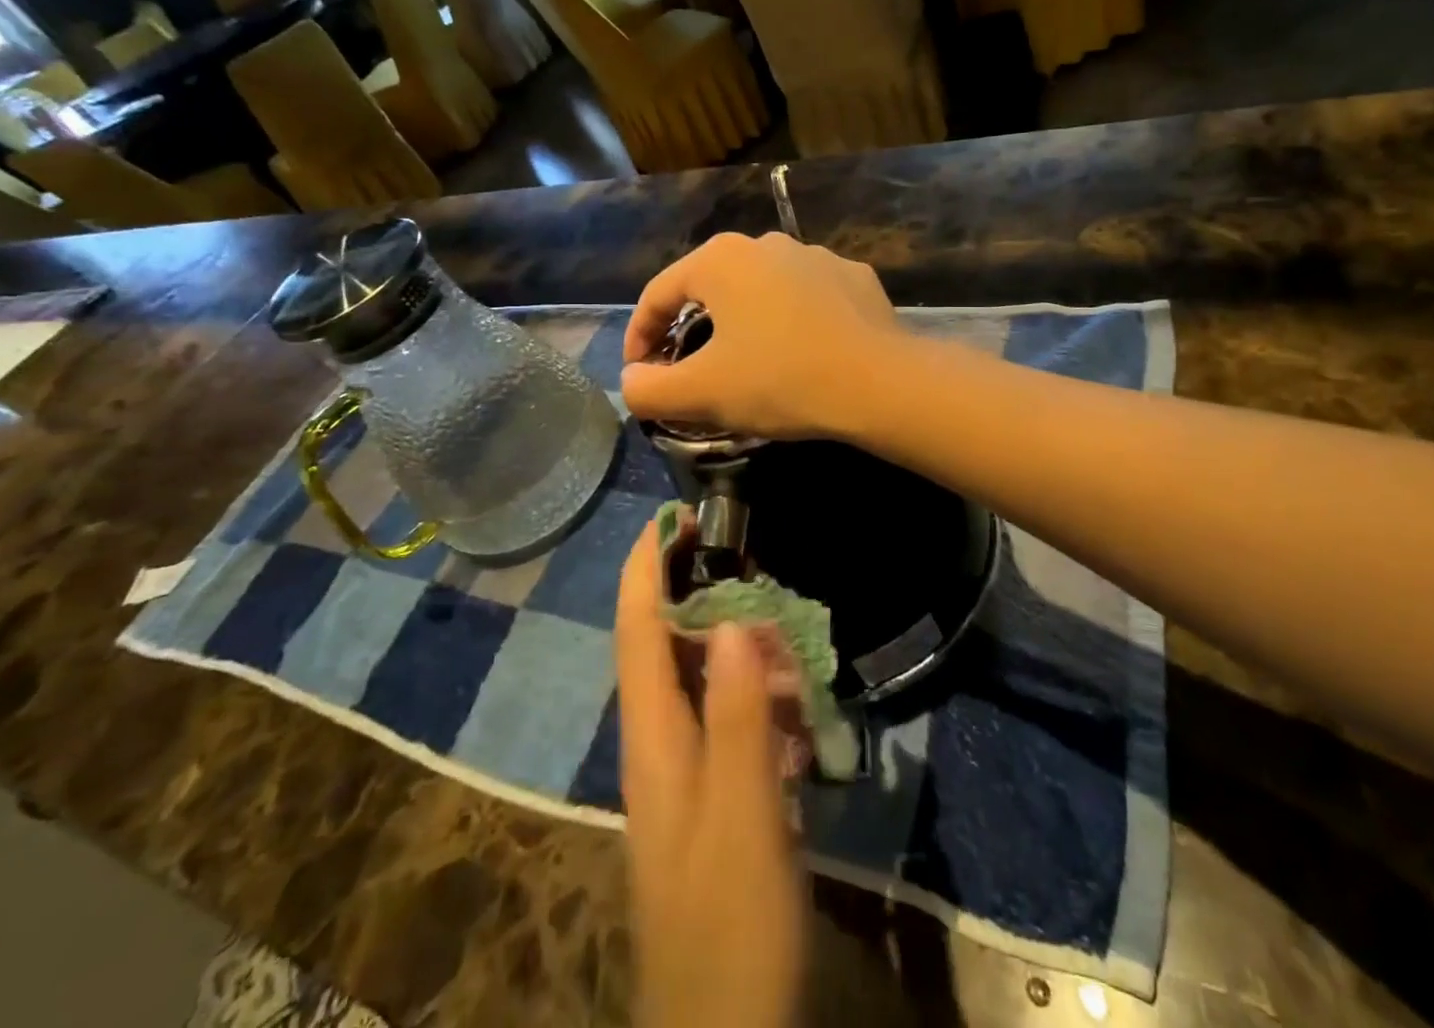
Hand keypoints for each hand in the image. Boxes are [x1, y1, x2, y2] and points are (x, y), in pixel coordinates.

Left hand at [615, 524, 805, 1027]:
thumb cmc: (730, 920)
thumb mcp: (742, 816)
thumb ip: (735, 715)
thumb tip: (728, 618)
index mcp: (653, 737)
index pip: (637, 630)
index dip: (647, 567)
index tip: (671, 514)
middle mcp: (660, 742)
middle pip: (669, 645)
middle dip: (702, 593)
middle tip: (752, 558)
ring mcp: (687, 770)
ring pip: (704, 679)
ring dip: (736, 644)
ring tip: (783, 623)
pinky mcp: (716, 795)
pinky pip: (730, 718)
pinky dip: (756, 693)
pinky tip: (796, 699)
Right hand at [621, 232, 901, 437]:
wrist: (878, 383)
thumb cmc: (779, 379)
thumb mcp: (701, 393)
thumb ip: (649, 389)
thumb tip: (632, 382)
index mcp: (720, 259)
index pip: (658, 294)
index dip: (639, 336)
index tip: (640, 374)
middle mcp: (766, 243)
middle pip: (710, 288)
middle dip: (691, 329)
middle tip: (689, 369)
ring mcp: (817, 255)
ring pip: (762, 290)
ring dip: (745, 322)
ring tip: (748, 362)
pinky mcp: (855, 277)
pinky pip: (807, 298)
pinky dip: (793, 321)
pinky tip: (802, 352)